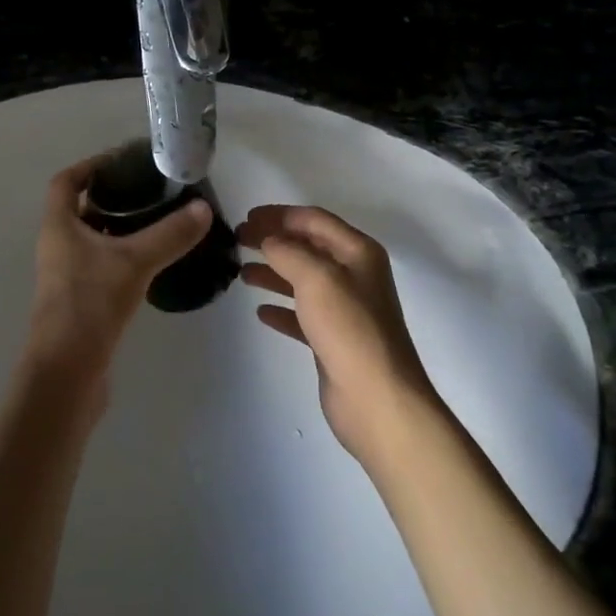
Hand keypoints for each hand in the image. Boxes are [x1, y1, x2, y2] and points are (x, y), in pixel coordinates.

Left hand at [26, 154, 211, 391]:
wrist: (66, 373)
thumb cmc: (90, 304)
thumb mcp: (134, 262)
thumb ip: (169, 234)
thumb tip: (203, 208)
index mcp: (59, 226)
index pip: (66, 182)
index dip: (90, 166)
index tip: (122, 161)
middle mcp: (57, 246)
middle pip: (80, 209)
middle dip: (112, 197)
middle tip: (150, 191)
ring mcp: (66, 276)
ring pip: (92, 239)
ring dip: (118, 228)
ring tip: (157, 222)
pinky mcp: (80, 301)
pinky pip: (100, 265)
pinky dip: (121, 256)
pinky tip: (150, 263)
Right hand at [239, 204, 437, 463]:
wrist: (377, 400)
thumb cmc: (349, 328)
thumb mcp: (316, 277)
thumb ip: (288, 251)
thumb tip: (267, 240)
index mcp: (357, 252)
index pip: (314, 219)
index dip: (279, 215)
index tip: (246, 217)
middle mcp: (354, 275)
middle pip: (307, 247)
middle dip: (273, 241)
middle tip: (238, 240)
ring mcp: (345, 309)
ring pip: (302, 280)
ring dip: (273, 272)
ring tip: (242, 273)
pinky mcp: (333, 340)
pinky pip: (302, 315)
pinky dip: (281, 309)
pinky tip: (261, 312)